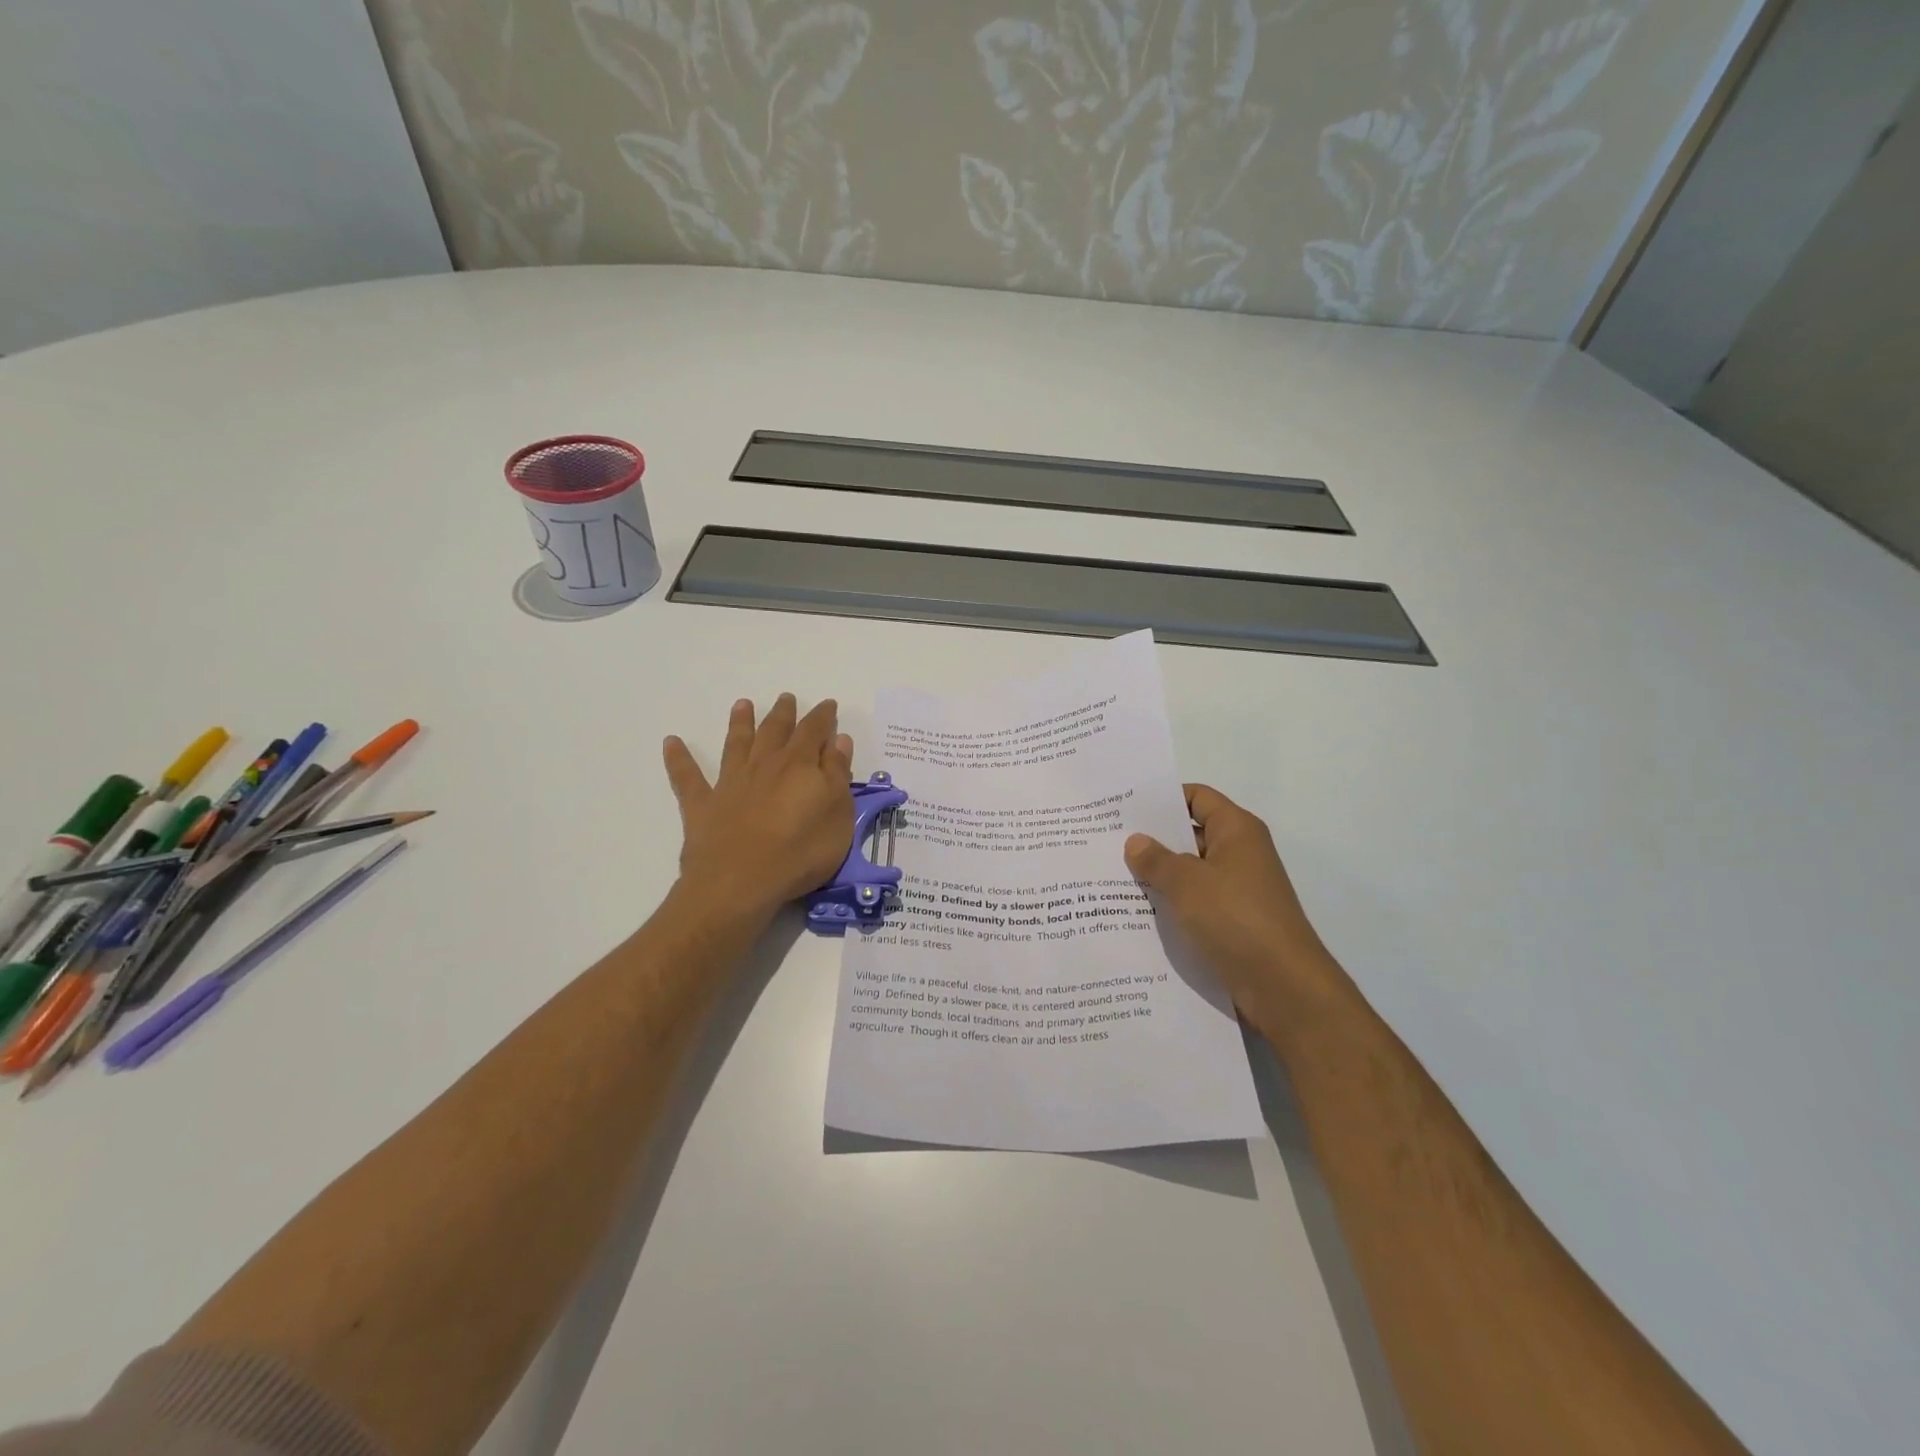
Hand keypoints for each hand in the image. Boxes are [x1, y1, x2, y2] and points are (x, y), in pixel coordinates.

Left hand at [663, 695, 854, 922]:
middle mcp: (764, 765)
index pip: (814, 731)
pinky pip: (687, 777)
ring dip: (740, 723)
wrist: (740, 882)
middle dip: (783, 714)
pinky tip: (670, 742)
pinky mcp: (703, 805)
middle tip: (786, 698)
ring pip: (737, 744)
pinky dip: (678, 759)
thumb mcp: (837, 814)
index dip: (823, 716)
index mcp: (800, 765)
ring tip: (742, 704)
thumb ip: (837, 774)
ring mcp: (731, 782)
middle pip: (775, 731)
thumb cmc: (800, 851)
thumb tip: (838, 740)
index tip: (828, 704)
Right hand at [1124, 784, 1344, 1034]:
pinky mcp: (1234, 922)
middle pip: (1191, 834)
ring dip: (1159, 876)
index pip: (1196, 797)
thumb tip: (1135, 841)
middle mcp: (1240, 854)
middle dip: (1153, 839)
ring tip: (1112, 876)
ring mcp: (1238, 890)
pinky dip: (1172, 904)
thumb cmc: (1235, 918)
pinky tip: (1136, 912)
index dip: (1162, 799)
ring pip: (1190, 872)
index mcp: (1236, 830)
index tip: (1124, 808)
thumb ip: (1156, 859)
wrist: (1283, 986)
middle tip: (1107, 841)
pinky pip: (1196, 903)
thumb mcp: (1186, 883)